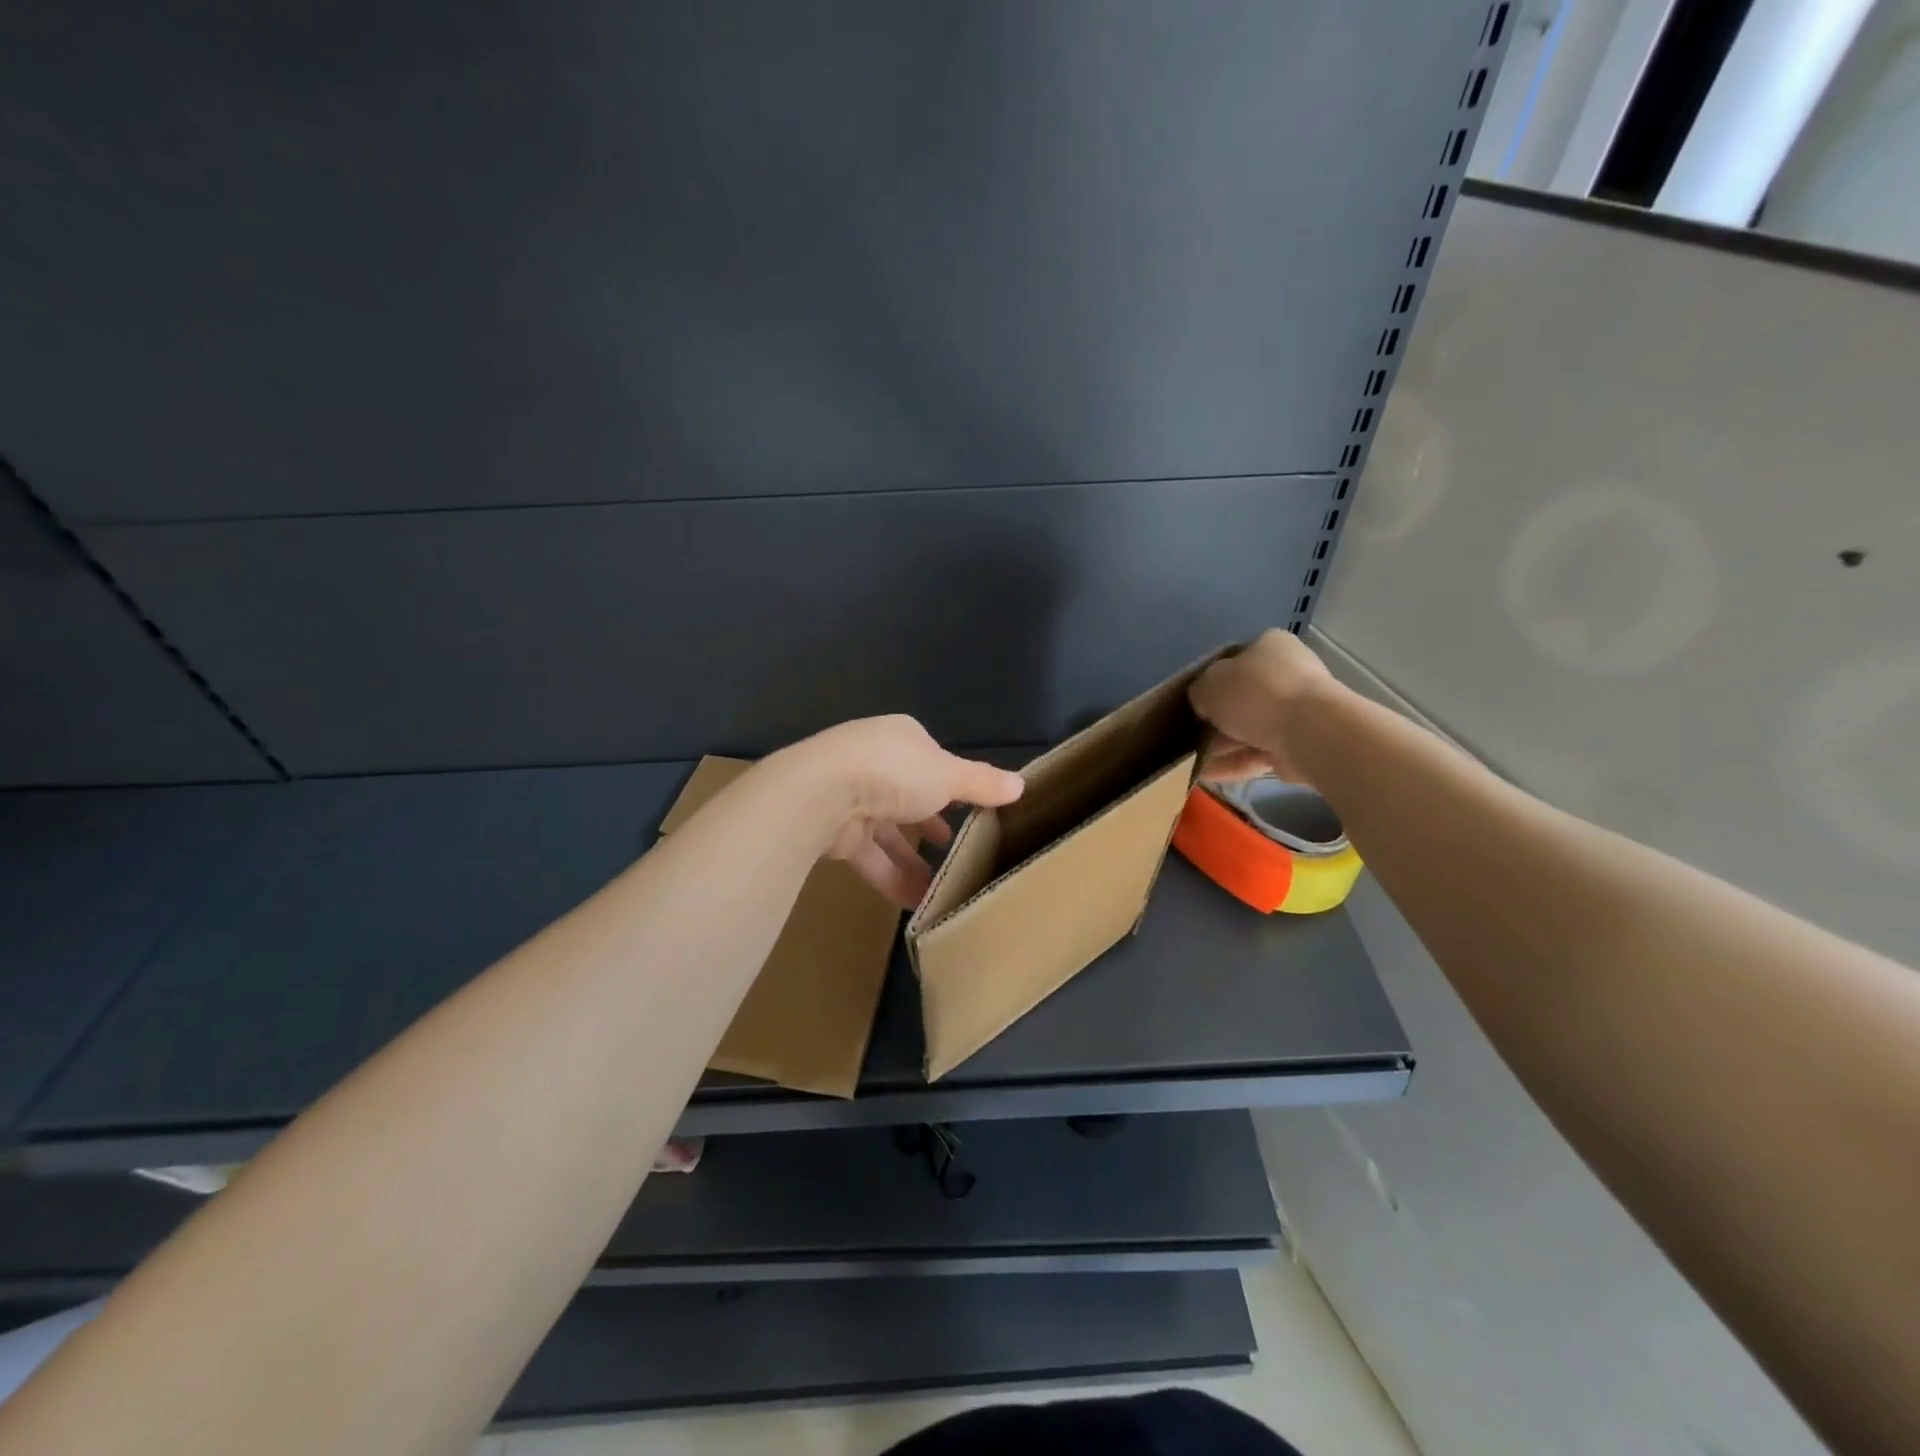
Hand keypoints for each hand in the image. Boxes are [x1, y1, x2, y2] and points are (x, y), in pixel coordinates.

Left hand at [783, 716, 1024, 907]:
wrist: (821, 794)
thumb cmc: (894, 772)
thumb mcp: (949, 775)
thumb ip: (982, 783)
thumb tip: (1021, 785)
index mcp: (901, 739)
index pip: (932, 760)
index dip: (953, 784)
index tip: (974, 810)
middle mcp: (874, 762)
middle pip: (910, 795)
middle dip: (932, 822)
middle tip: (957, 846)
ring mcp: (851, 796)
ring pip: (889, 830)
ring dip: (914, 858)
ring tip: (943, 885)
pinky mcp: (835, 831)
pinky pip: (871, 856)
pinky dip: (892, 877)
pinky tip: (917, 901)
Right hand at [1188, 629, 1336, 785]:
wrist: (1307, 731)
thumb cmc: (1255, 694)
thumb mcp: (1209, 684)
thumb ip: (1199, 691)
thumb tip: (1203, 704)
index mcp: (1269, 646)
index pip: (1234, 661)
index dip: (1210, 682)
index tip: (1194, 702)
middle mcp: (1287, 674)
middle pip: (1242, 698)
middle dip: (1215, 719)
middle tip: (1190, 735)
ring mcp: (1297, 711)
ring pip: (1249, 729)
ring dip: (1220, 745)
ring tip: (1192, 761)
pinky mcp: (1300, 744)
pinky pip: (1258, 753)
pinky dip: (1234, 763)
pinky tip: (1207, 775)